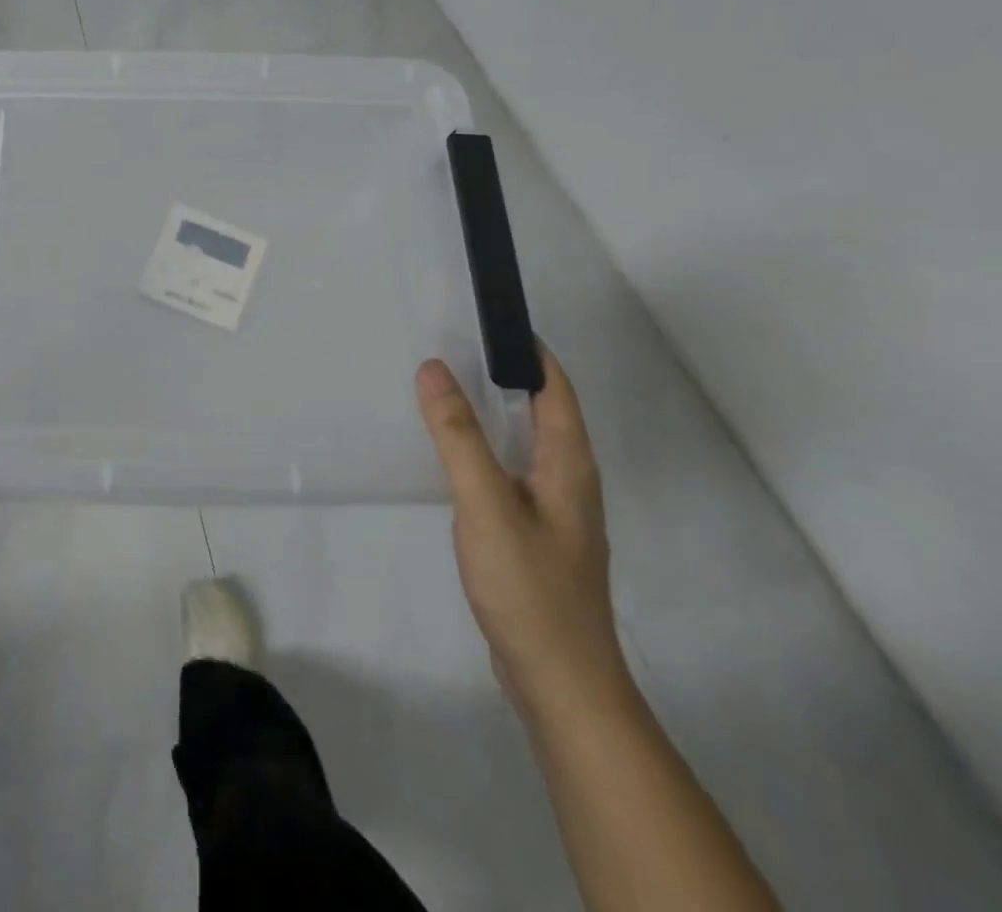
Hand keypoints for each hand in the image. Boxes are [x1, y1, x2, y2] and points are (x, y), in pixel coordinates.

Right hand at [416, 345, 631, 725]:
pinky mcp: (534, 536)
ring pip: (522, 443)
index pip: (554, 386)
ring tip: (441, 391)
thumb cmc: (529, 588)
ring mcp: (553, 511)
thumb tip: (433, 368)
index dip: (526, 349)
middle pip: (540, 410)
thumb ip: (458, 436)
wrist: (560, 684)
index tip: (483, 319)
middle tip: (448, 347)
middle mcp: (568, 479)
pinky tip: (450, 457)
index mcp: (568, 463)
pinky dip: (482, 449)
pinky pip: (508, 473)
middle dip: (500, 375)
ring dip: (489, 413)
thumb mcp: (485, 504)